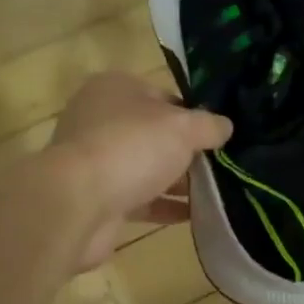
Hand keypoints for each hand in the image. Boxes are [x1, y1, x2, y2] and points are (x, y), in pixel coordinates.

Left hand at [48, 71, 231, 269]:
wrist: (77, 204)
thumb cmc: (131, 148)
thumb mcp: (183, 128)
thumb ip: (209, 125)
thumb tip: (226, 127)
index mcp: (115, 89)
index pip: (162, 96)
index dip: (192, 114)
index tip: (217, 134)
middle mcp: (101, 120)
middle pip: (155, 133)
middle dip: (187, 150)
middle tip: (222, 164)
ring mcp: (96, 161)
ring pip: (148, 167)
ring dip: (179, 181)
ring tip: (219, 191)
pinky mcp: (98, 198)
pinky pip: (141, 199)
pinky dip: (166, 205)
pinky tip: (198, 214)